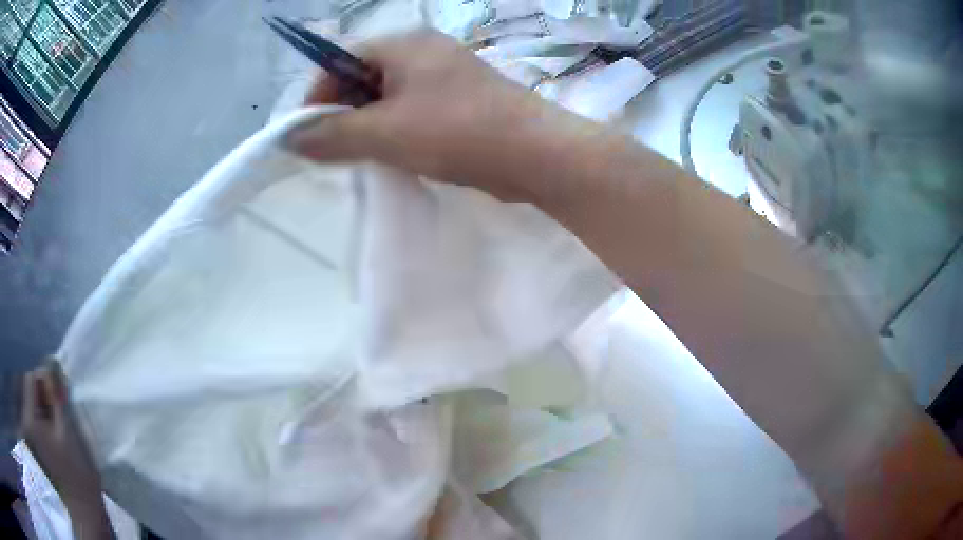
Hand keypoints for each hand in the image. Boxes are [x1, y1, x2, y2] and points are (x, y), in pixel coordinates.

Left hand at [20, 361, 102, 507]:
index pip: (31, 378)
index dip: (45, 376)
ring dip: (48, 400)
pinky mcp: (39, 438)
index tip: (61, 385)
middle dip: (47, 388)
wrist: (84, 507)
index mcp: (31, 417)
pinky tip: (59, 423)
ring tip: (62, 412)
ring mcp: (33, 430)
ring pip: (36, 400)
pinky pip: (39, 413)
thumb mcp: (68, 429)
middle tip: (63, 398)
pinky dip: (48, 412)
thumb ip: (57, 395)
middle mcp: (28, 419)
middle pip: (32, 388)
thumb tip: (52, 363)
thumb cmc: (76, 470)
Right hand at [288, 29, 596, 200]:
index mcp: (403, 43)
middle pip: (362, 76)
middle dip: (342, 112)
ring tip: (361, 157)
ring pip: (387, 96)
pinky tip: (393, 155)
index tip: (306, 133)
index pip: (340, 59)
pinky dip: (394, 130)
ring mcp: (443, 75)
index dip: (317, 95)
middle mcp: (422, 50)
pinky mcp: (458, 100)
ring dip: (368, 125)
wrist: (535, 154)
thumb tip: (290, 138)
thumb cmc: (457, 131)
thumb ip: (334, 135)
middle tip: (332, 151)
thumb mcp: (386, 133)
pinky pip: (411, 109)